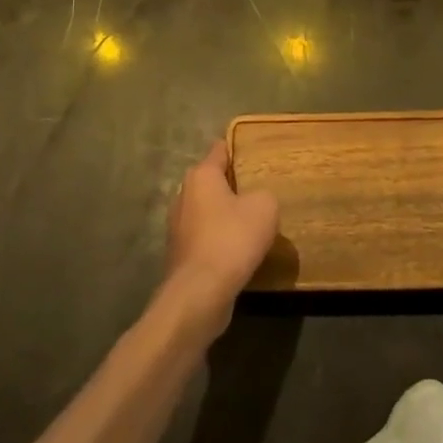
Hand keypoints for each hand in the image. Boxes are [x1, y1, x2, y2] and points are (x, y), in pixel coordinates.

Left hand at [161, 141, 278, 337]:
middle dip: (232, 186)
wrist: (199, 294)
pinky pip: (204, 239)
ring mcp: (177, 227)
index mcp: (201, 176)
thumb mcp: (265, 208)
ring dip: (224, 217)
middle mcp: (183, 195)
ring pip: (207, 212)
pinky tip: (237, 253)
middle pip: (211, 182)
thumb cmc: (232, 239)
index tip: (253, 153)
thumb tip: (255, 201)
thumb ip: (264, 195)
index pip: (219, 150)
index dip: (236, 149)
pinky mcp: (179, 255)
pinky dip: (219, 242)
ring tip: (251, 225)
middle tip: (257, 192)